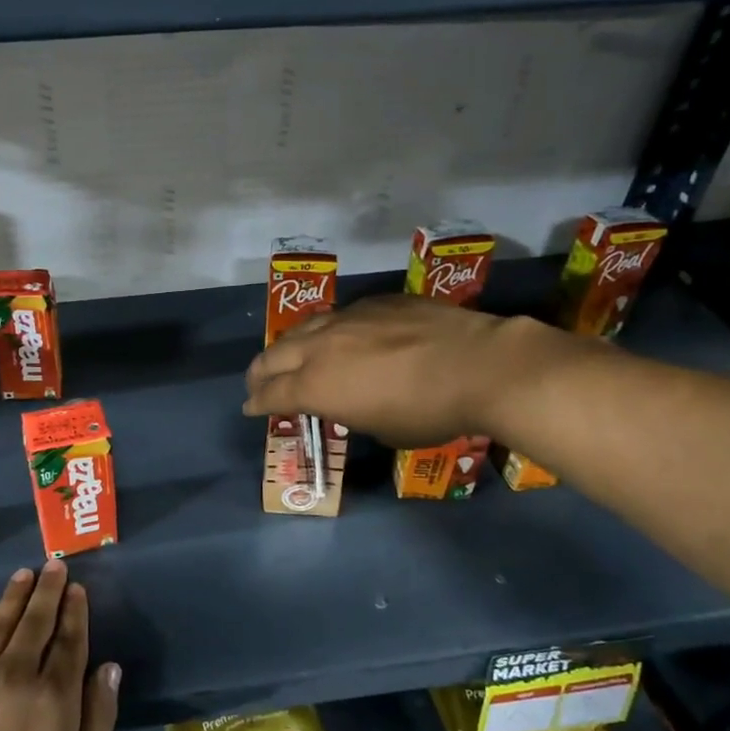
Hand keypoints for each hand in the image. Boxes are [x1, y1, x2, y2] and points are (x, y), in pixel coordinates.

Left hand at [0, 562, 119, 730]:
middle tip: (54, 565)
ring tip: (26, 574)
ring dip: (16, 596)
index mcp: (55, 695)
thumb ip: (99, 717)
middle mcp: (17, 673)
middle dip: (48, 590)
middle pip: (36, 621)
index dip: (74, 611)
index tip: (77, 588)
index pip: (69, 639)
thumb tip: (109, 667)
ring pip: (1, 623)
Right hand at [243, 295, 558, 448]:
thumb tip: (347, 400)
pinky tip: (338, 337)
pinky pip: (338, 316)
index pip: (272, 394)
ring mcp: (347, 318)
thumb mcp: (380, 428)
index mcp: (316, 386)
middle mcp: (321, 347)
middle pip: (274, 356)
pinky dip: (327, 332)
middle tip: (256, 383)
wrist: (479, 365)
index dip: (257, 404)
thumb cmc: (428, 412)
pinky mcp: (375, 302)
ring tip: (288, 355)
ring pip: (302, 329)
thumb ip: (349, 410)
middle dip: (259, 373)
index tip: (250, 408)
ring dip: (288, 346)